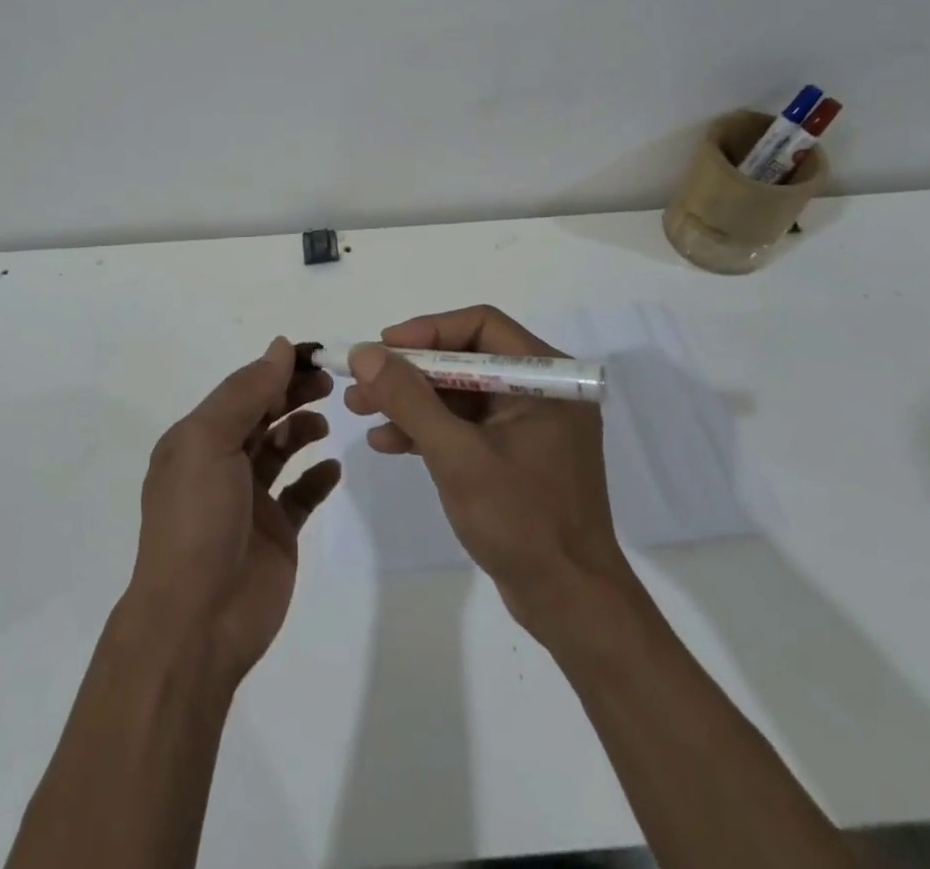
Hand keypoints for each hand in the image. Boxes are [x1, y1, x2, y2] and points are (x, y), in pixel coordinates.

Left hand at [127, 338, 340, 682]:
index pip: (242, 389)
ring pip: (280, 448)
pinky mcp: (276, 531)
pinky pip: (301, 493)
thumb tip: (280, 346)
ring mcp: (250, 499)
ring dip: (303, 427)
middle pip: (263, 413)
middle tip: (329, 382)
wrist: (197, 622)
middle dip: (293, 392)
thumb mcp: (209, 442)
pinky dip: (317, 476)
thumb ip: (246, 392)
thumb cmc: (197, 521)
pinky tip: (332, 468)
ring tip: (324, 422)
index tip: (314, 354)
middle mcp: (221, 462)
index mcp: (198, 438)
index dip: (276, 368)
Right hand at [345, 305, 632, 639]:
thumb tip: (365, 352)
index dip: (427, 331)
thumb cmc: (521, 521)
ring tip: (359, 410)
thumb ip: (409, 399)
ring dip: (410, 400)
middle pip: (464, 359)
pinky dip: (427, 429)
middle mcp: (540, 390)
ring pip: (458, 393)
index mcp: (545, 377)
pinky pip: (465, 425)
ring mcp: (527, 423)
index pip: (480, 325)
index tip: (383, 348)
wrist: (569, 605)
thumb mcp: (456, 455)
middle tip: (361, 382)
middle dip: (409, 371)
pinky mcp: (514, 454)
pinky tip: (388, 442)